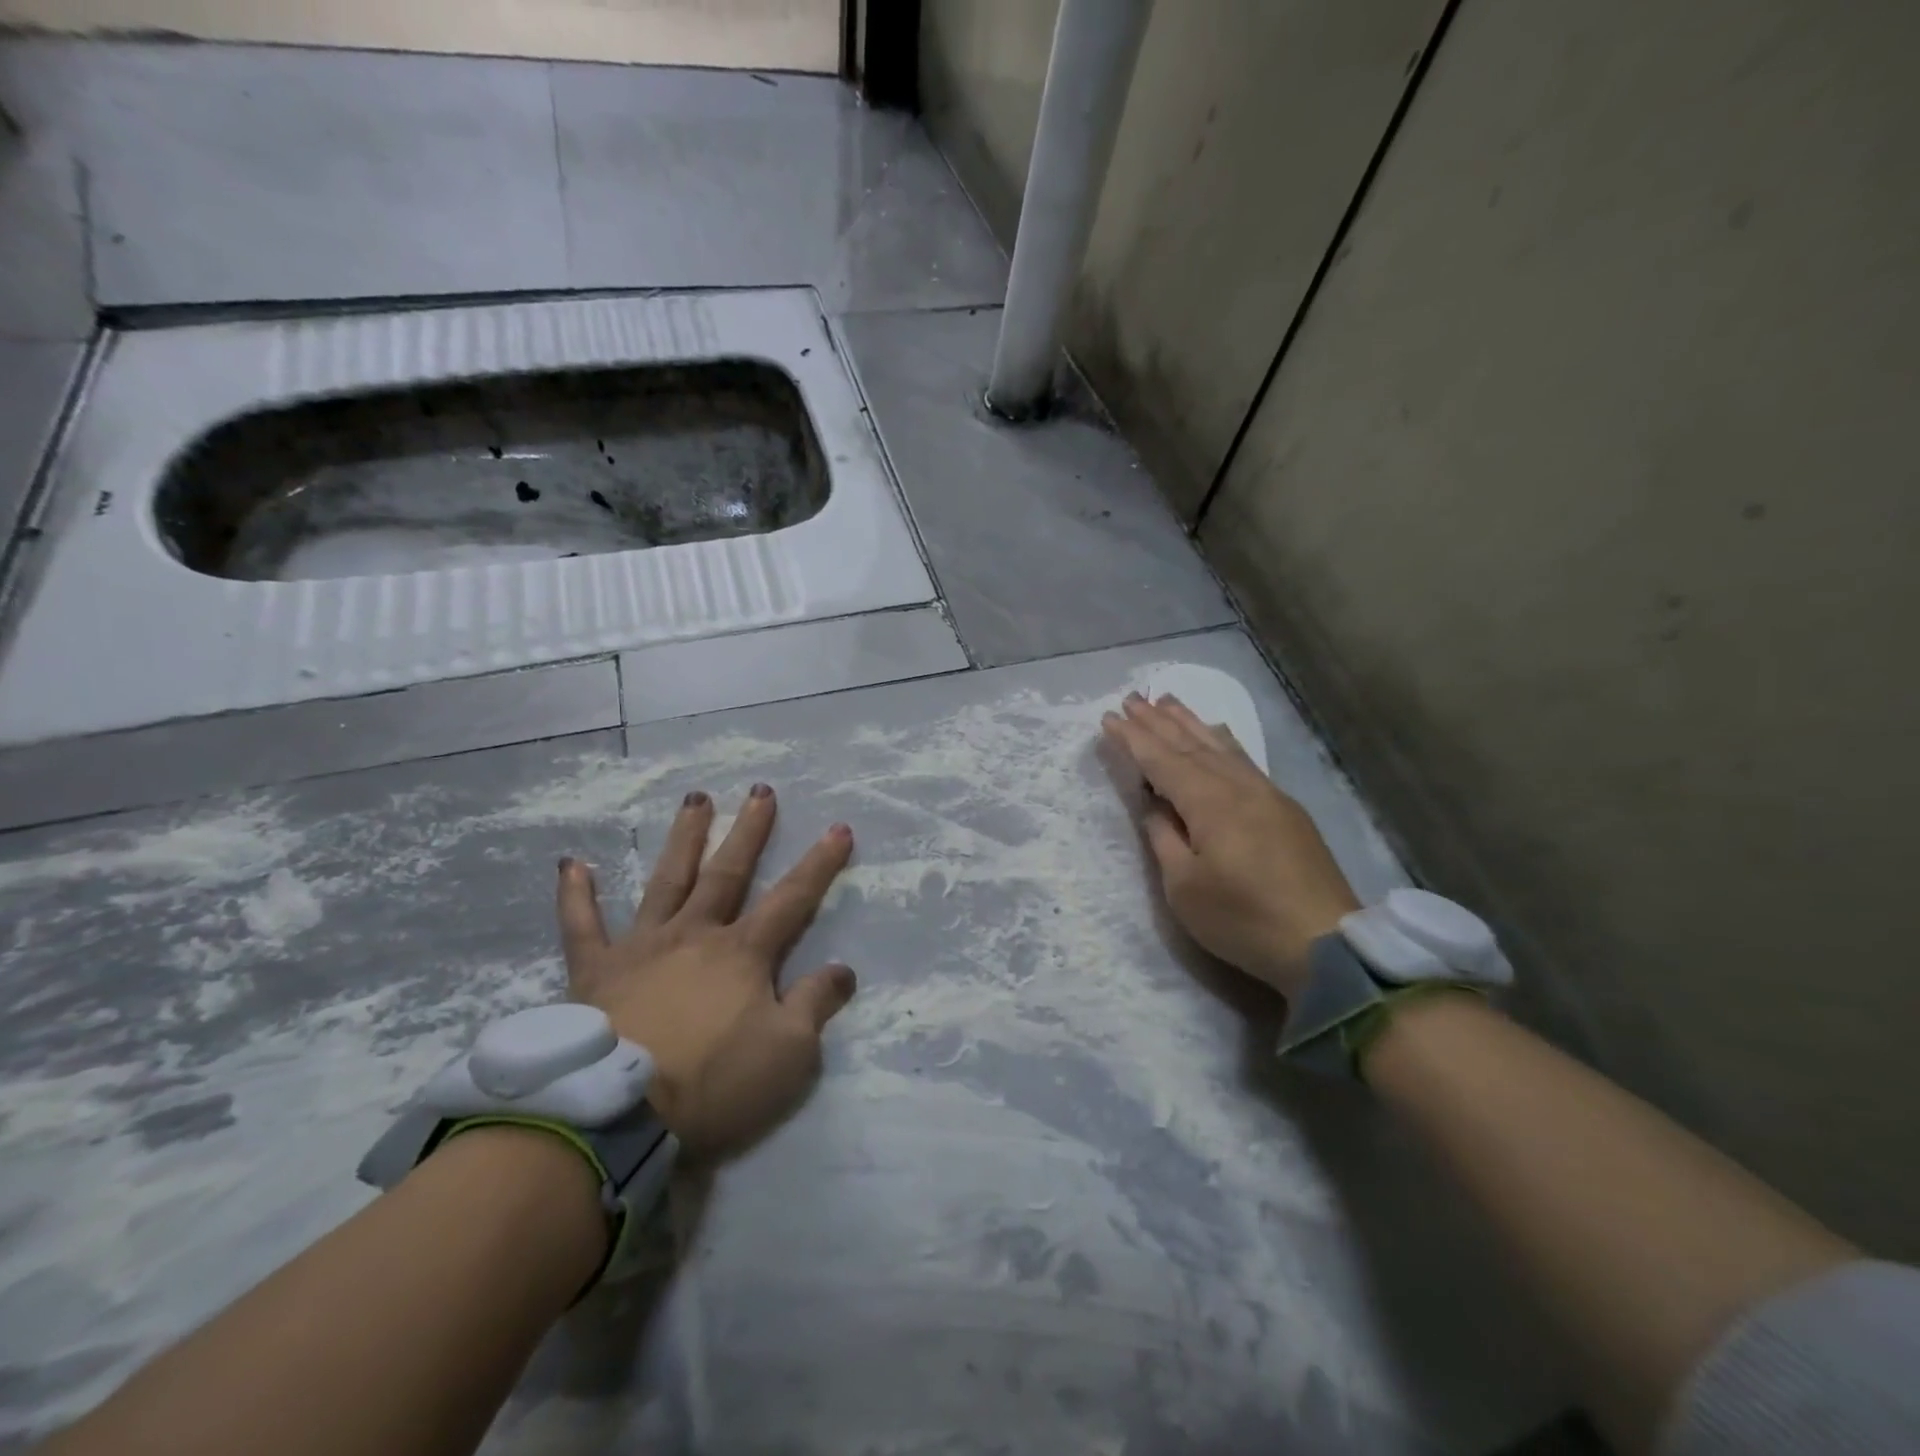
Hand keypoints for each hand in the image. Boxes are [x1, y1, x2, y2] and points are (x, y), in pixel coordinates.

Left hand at [556, 784, 856, 1159]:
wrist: (617, 1118)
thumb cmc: (713, 1084)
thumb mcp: (789, 1054)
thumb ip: (816, 1004)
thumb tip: (843, 969)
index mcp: (743, 953)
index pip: (793, 898)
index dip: (819, 864)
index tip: (838, 828)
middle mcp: (695, 935)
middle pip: (728, 873)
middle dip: (749, 831)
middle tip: (760, 791)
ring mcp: (642, 947)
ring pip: (668, 881)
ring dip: (684, 839)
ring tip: (695, 800)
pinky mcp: (595, 972)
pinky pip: (582, 927)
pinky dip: (576, 896)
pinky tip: (572, 864)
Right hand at [1101, 692, 1359, 997]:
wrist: (1326, 944)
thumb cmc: (1243, 919)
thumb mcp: (1185, 888)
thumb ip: (1164, 838)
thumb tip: (1154, 804)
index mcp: (1210, 803)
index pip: (1162, 761)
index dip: (1133, 739)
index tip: (1109, 716)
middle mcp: (1238, 786)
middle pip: (1191, 745)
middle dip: (1158, 720)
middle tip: (1132, 697)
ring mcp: (1267, 794)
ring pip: (1220, 746)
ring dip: (1189, 721)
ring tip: (1167, 699)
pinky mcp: (1285, 808)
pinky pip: (1243, 758)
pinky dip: (1222, 739)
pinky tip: (1217, 732)